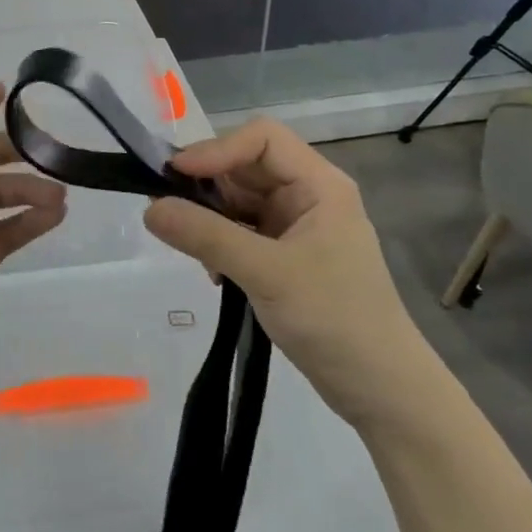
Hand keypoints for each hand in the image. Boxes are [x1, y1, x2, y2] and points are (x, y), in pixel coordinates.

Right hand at [142, 119, 435, 428]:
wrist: (382, 392)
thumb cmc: (334, 320)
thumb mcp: (266, 273)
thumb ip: (206, 236)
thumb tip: (148, 208)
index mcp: (319, 184)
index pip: (261, 138)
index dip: (217, 148)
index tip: (175, 175)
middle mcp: (308, 196)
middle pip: (246, 166)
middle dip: (208, 185)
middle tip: (167, 209)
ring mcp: (297, 227)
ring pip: (239, 200)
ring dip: (210, 218)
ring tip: (191, 248)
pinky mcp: (286, 256)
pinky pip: (242, 231)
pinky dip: (220, 242)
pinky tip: (213, 273)